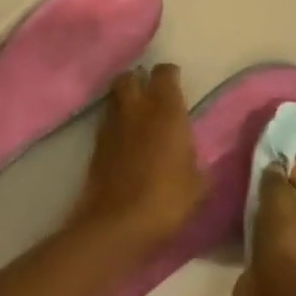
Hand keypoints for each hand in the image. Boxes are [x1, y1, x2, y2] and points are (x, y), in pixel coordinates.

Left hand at [70, 65, 205, 250]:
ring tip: (137, 112)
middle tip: (151, 92)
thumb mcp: (199, 186)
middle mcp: (137, 108)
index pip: (164, 73)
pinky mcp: (96, 142)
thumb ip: (199, 163)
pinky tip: (125, 136)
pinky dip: (116, 120)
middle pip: (131, 76)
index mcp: (166, 111)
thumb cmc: (167, 200)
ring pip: (115, 95)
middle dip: (140, 78)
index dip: (170, 74)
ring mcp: (113, 123)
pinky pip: (107, 119)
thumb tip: (197, 159)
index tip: (176, 82)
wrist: (118, 222)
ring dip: (125, 97)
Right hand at [233, 163, 295, 295]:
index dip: (294, 172)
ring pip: (281, 225)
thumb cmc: (286, 241)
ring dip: (264, 212)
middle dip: (276, 192)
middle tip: (254, 182)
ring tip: (245, 201)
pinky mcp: (280, 272)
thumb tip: (273, 168)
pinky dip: (256, 232)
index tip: (269, 166)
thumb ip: (276, 178)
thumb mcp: (280, 199)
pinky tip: (241, 224)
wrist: (274, 295)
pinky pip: (268, 242)